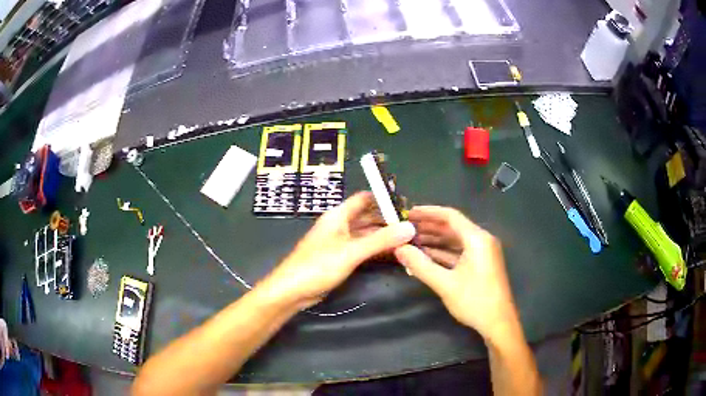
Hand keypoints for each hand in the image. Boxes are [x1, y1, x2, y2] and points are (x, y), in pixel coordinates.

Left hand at [260, 192, 416, 308]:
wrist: (292, 290)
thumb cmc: (318, 266)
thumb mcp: (351, 252)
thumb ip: (380, 240)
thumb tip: (410, 228)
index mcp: (338, 216)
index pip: (364, 199)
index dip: (384, 198)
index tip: (407, 204)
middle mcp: (340, 225)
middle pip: (368, 217)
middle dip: (388, 219)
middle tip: (413, 225)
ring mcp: (340, 242)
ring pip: (367, 234)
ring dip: (384, 236)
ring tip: (409, 238)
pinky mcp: (341, 258)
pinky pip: (363, 249)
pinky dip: (377, 249)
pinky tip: (394, 253)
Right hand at [394, 206, 517, 339]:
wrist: (498, 323)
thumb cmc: (474, 301)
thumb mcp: (445, 284)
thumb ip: (421, 265)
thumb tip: (398, 249)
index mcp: (477, 239)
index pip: (450, 216)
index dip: (428, 213)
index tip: (408, 213)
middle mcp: (482, 241)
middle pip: (453, 227)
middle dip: (429, 227)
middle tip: (406, 228)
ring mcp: (483, 253)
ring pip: (455, 240)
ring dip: (435, 241)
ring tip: (412, 241)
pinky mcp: (481, 264)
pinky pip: (460, 252)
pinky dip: (443, 253)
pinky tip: (426, 256)